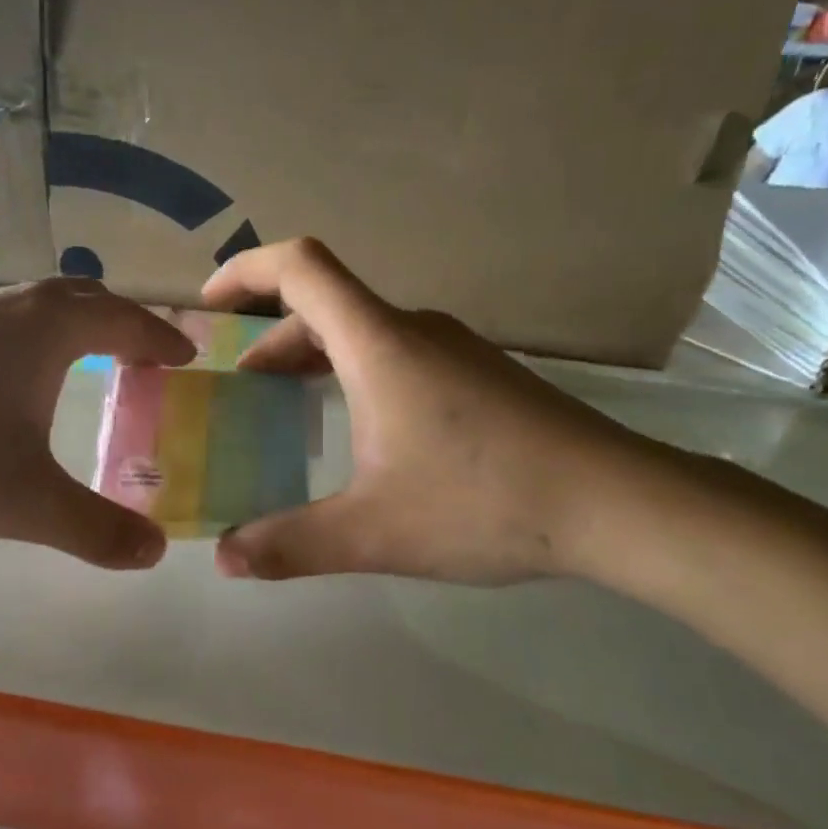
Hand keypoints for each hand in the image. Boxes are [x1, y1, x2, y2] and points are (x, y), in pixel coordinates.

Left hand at [0, 278, 193, 568]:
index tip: (185, 355)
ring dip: (63, 325)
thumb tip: (154, 553)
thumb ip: (96, 529)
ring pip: (25, 303)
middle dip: (117, 324)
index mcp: (45, 328)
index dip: (160, 339)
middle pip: (78, 297)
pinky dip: (12, 335)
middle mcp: (1, 303)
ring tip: (73, 361)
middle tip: (138, 358)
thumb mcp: (25, 503)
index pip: (123, 321)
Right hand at [201, 239, 653, 583]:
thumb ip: (292, 544)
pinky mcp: (481, 377)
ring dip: (314, 356)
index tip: (209, 306)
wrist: (617, 504)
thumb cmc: (486, 502)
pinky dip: (355, 373)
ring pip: (364, 333)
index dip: (245, 271)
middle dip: (271, 335)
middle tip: (240, 384)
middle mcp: (415, 332)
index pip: (301, 268)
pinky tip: (360, 431)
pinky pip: (398, 355)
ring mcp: (455, 351)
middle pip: (327, 304)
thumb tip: (226, 560)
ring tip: (286, 404)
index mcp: (380, 345)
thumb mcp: (374, 532)